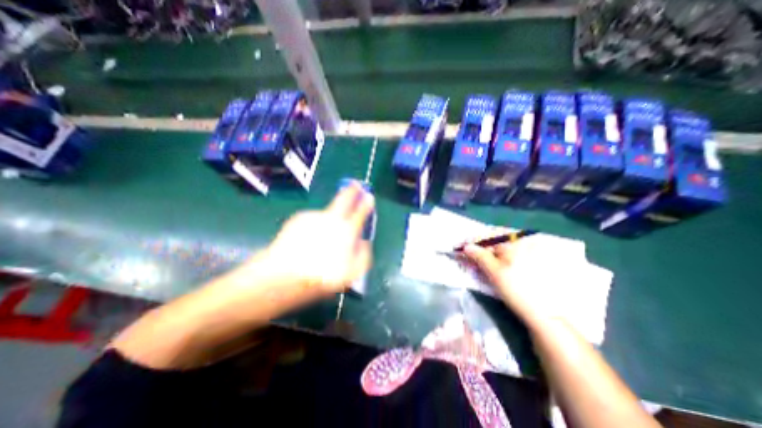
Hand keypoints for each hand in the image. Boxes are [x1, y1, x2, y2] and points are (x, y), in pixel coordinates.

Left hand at [256, 183, 373, 296]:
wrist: (285, 275)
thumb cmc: (323, 275)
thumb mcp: (354, 271)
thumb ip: (364, 254)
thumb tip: (364, 242)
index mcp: (347, 230)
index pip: (361, 212)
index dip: (366, 203)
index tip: (369, 196)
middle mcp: (332, 218)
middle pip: (344, 198)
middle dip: (352, 190)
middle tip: (355, 185)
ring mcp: (314, 216)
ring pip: (326, 212)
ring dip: (329, 217)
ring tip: (323, 235)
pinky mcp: (298, 219)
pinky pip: (312, 220)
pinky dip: (313, 226)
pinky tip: (308, 239)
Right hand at [465, 240, 554, 324]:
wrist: (547, 314)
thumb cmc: (518, 290)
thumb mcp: (495, 272)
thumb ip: (479, 256)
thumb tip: (466, 246)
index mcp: (517, 240)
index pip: (488, 234)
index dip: (471, 240)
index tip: (457, 247)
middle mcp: (524, 241)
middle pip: (494, 239)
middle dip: (477, 246)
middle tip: (464, 254)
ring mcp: (528, 251)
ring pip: (499, 247)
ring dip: (485, 252)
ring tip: (473, 260)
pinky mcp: (529, 261)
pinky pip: (507, 254)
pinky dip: (494, 257)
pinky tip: (487, 264)